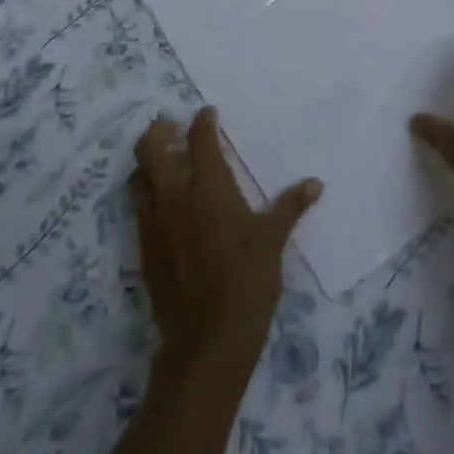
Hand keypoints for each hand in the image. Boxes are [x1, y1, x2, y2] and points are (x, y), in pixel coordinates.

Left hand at [132, 108, 320, 371]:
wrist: (207, 340)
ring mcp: (154, 223)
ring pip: (138, 177)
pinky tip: (162, 203)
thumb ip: (290, 206)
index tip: (207, 113)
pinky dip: (146, 193)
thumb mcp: (273, 241)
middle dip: (158, 130)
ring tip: (163, 160)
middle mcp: (175, 196)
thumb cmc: (248, 282)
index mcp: (209, 187)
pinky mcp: (143, 248)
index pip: (200, 140)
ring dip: (147, 161)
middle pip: (151, 148)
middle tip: (171, 126)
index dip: (202, 122)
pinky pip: (138, 208)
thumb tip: (315, 183)